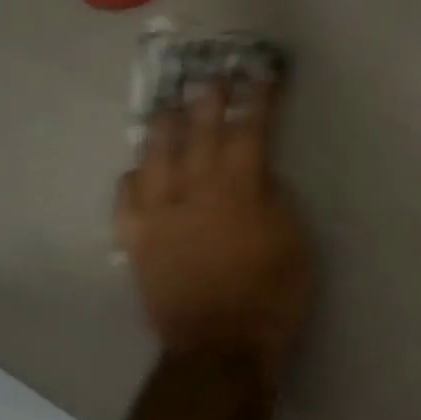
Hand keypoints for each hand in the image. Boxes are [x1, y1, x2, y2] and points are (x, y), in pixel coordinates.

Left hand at [115, 73, 311, 380]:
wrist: (218, 346)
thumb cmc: (271, 295)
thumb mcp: (295, 243)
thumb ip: (276, 200)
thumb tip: (260, 172)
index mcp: (239, 188)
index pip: (249, 129)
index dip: (257, 97)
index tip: (261, 72)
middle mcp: (194, 189)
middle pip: (198, 131)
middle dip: (208, 98)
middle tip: (211, 74)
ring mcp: (158, 213)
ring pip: (154, 154)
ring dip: (163, 125)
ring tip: (168, 106)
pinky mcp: (135, 239)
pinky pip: (125, 196)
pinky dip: (133, 176)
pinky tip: (138, 169)